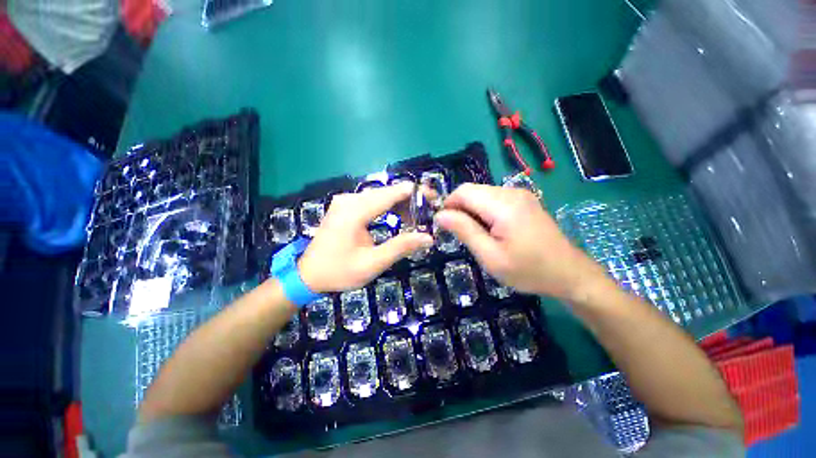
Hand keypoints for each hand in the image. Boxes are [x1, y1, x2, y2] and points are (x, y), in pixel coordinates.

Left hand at [298, 183, 433, 292]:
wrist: (308, 275)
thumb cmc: (339, 272)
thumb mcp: (372, 264)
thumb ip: (401, 247)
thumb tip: (428, 237)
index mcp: (355, 211)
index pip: (391, 193)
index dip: (415, 193)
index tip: (434, 199)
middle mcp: (350, 200)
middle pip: (387, 192)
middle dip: (411, 200)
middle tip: (429, 213)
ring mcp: (346, 202)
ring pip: (381, 196)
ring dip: (401, 204)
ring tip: (416, 219)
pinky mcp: (345, 207)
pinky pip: (372, 201)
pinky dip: (389, 207)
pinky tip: (399, 217)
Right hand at [435, 184, 605, 299]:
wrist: (569, 273)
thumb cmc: (528, 270)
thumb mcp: (490, 256)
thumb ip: (464, 231)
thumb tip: (440, 215)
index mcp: (503, 205)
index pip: (463, 192)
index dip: (448, 205)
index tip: (445, 226)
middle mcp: (511, 192)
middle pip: (472, 191)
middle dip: (459, 208)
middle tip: (460, 234)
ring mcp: (520, 194)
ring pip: (481, 194)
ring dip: (471, 210)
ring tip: (476, 235)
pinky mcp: (523, 200)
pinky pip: (493, 199)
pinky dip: (483, 211)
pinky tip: (490, 230)